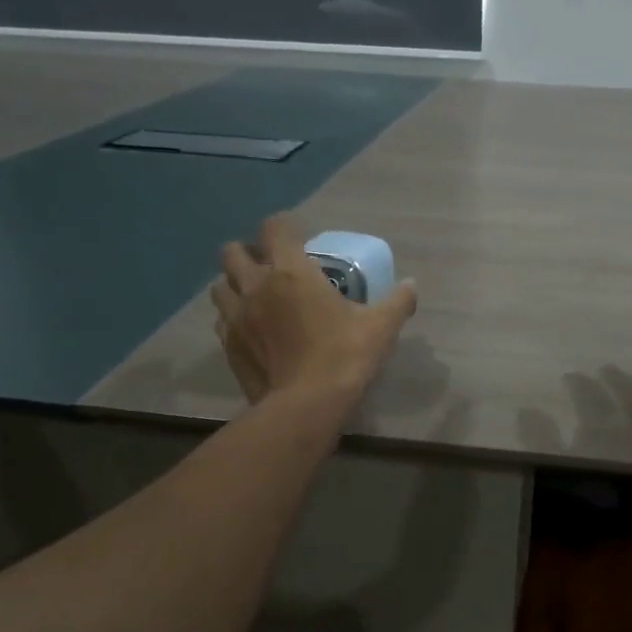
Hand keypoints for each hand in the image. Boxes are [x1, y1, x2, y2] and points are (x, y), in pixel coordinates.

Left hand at [212, 216, 417, 407]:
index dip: (285, 227)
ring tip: (256, 295)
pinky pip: (222, 318)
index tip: (300, 238)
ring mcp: (236, 316)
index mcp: (291, 272)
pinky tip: (251, 328)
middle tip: (272, 267)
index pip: (274, 228)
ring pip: (220, 284)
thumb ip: (398, 301)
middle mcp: (256, 286)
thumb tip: (412, 285)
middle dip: (250, 252)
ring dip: (234, 283)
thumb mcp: (381, 327)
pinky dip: (232, 316)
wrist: (306, 405)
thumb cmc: (344, 357)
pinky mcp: (227, 344)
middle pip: (233, 251)